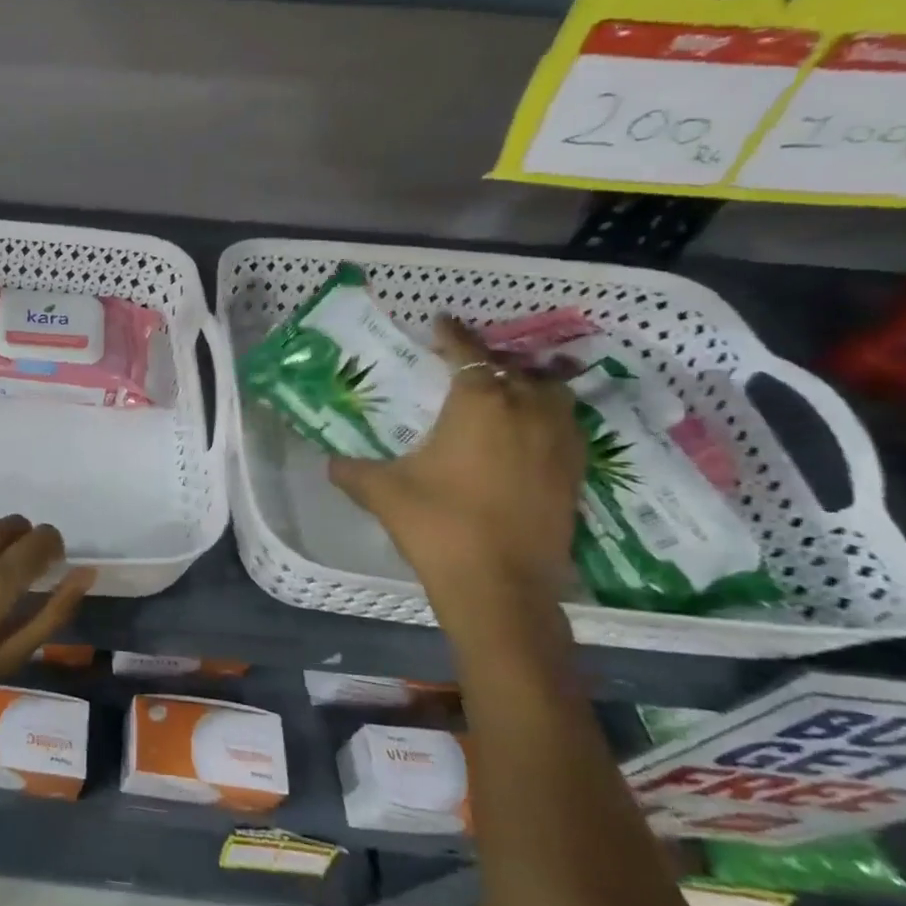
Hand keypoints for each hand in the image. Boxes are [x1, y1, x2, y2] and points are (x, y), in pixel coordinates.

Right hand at [328, 317, 585, 613]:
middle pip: (517, 368)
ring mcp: (559, 443)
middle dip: (493, 360)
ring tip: (505, 392)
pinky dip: (546, 418)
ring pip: (552, 395)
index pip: (467, 353)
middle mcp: (527, 411)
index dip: (453, 334)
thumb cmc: (436, 523)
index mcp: (480, 403)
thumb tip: (331, 461)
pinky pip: (565, 427)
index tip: (441, 320)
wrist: (498, 585)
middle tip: (467, 364)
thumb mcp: (379, 491)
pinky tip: (526, 435)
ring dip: (529, 385)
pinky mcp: (574, 474)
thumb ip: (351, 468)